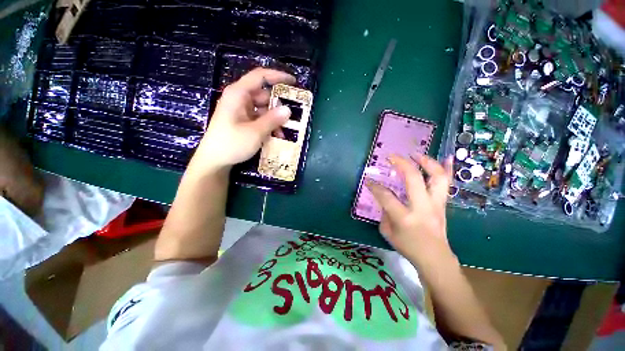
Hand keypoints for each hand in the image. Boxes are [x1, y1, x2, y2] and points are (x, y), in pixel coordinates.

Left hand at [189, 68, 295, 174]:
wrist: (214, 161)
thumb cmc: (232, 144)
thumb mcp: (255, 132)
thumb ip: (272, 120)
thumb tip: (288, 109)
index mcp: (238, 94)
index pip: (260, 76)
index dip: (278, 76)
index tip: (294, 82)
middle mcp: (240, 99)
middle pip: (264, 94)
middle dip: (279, 104)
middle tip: (293, 114)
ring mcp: (241, 110)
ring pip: (264, 108)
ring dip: (275, 118)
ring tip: (285, 130)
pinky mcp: (243, 121)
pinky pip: (260, 118)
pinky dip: (269, 125)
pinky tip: (276, 135)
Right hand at [366, 154, 453, 267]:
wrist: (435, 258)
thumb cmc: (409, 247)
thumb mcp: (388, 232)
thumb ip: (384, 213)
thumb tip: (385, 199)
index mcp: (405, 217)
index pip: (386, 196)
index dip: (375, 187)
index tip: (368, 180)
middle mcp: (422, 207)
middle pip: (413, 178)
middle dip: (401, 163)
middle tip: (391, 157)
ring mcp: (436, 204)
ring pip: (436, 176)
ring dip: (425, 161)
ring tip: (415, 154)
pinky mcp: (443, 204)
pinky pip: (447, 183)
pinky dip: (448, 169)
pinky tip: (447, 157)